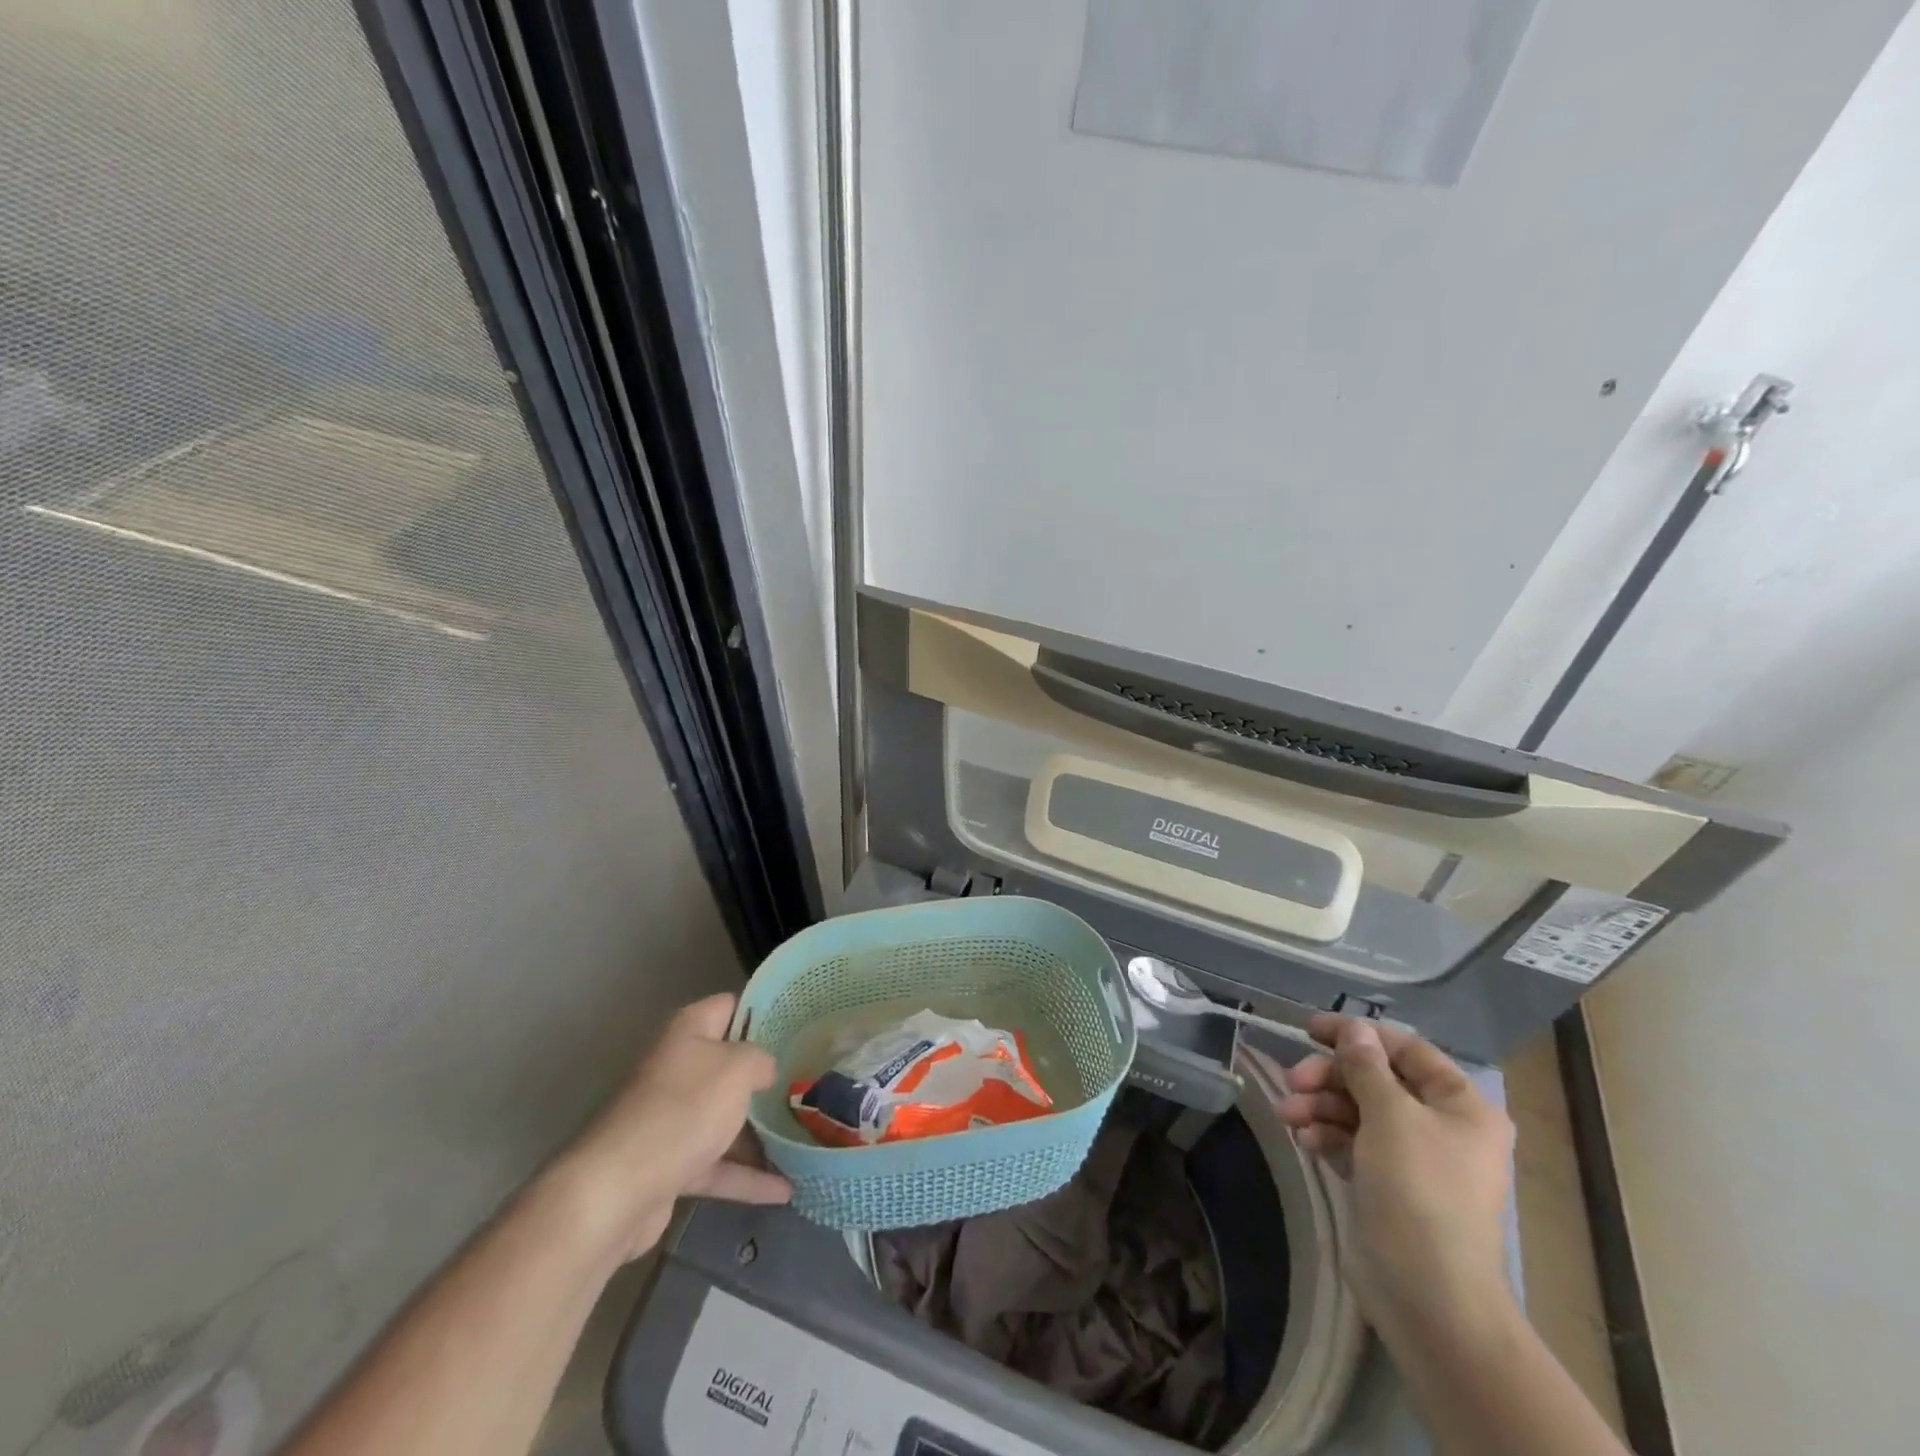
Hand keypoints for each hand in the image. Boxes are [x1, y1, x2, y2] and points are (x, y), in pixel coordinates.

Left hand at [553, 993, 791, 1262]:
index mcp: (688, 1032)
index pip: (731, 1006)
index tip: (799, 1025)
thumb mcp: (736, 1070)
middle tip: (808, 1080)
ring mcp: (672, 1119)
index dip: (764, 1011)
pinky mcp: (669, 1165)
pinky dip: (746, 1176)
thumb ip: (760, 1060)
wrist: (616, 1190)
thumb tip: (765, 1069)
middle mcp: (677, 1068)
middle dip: (766, 1076)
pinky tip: (784, 1190)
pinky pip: (716, 1164)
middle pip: (729, 1065)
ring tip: (806, 1135)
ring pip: (724, 1118)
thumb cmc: (683, 1111)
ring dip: (760, 1131)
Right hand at [1278, 1014, 1514, 1340]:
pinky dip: (1327, 1134)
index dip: (1358, 1035)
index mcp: (1461, 1105)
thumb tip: (1355, 1028)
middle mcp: (1441, 1126)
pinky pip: (1352, 1141)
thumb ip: (1367, 1066)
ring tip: (1288, 1114)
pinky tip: (1304, 1140)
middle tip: (1293, 1079)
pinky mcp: (1386, 1182)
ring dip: (1320, 1105)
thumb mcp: (1390, 1115)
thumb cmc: (1419, 1189)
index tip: (1310, 1029)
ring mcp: (1412, 1157)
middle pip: (1376, 1079)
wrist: (1428, 1293)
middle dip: (1330, 1077)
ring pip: (1357, 1109)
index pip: (1406, 1049)